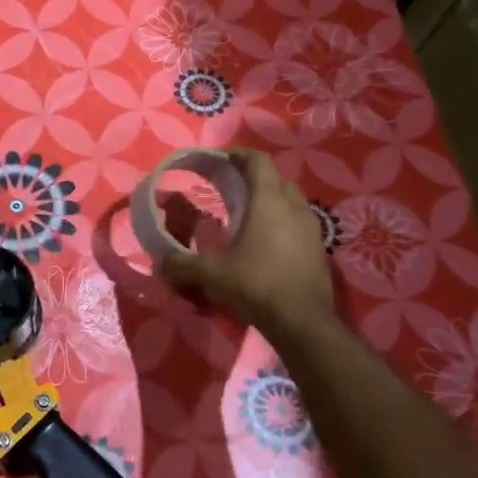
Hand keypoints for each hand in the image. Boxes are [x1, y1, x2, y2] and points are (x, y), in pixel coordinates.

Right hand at [158, 149, 334, 339]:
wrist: (303, 322)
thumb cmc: (256, 286)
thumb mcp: (211, 275)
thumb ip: (182, 264)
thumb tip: (159, 262)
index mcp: (268, 202)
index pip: (258, 161)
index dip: (238, 155)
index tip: (219, 160)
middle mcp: (294, 207)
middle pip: (275, 179)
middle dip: (252, 178)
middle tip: (229, 188)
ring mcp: (311, 228)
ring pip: (290, 201)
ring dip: (269, 202)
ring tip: (246, 216)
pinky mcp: (318, 249)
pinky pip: (298, 224)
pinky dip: (281, 223)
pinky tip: (264, 244)